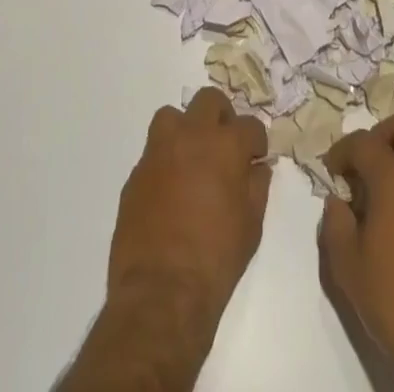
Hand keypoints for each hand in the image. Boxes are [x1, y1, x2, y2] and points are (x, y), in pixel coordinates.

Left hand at [106, 87, 271, 326]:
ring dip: (185, 129)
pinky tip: (170, 190)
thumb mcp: (251, 226)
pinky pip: (153, 152)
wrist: (161, 293)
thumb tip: (257, 167)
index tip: (255, 159)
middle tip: (224, 146)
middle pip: (209, 101)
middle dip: (222, 117)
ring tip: (192, 158)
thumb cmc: (216, 259)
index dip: (256, 142)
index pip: (250, 125)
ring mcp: (159, 151)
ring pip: (172, 116)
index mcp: (225, 145)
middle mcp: (191, 136)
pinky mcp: (136, 173)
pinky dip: (165, 161)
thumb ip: (257, 187)